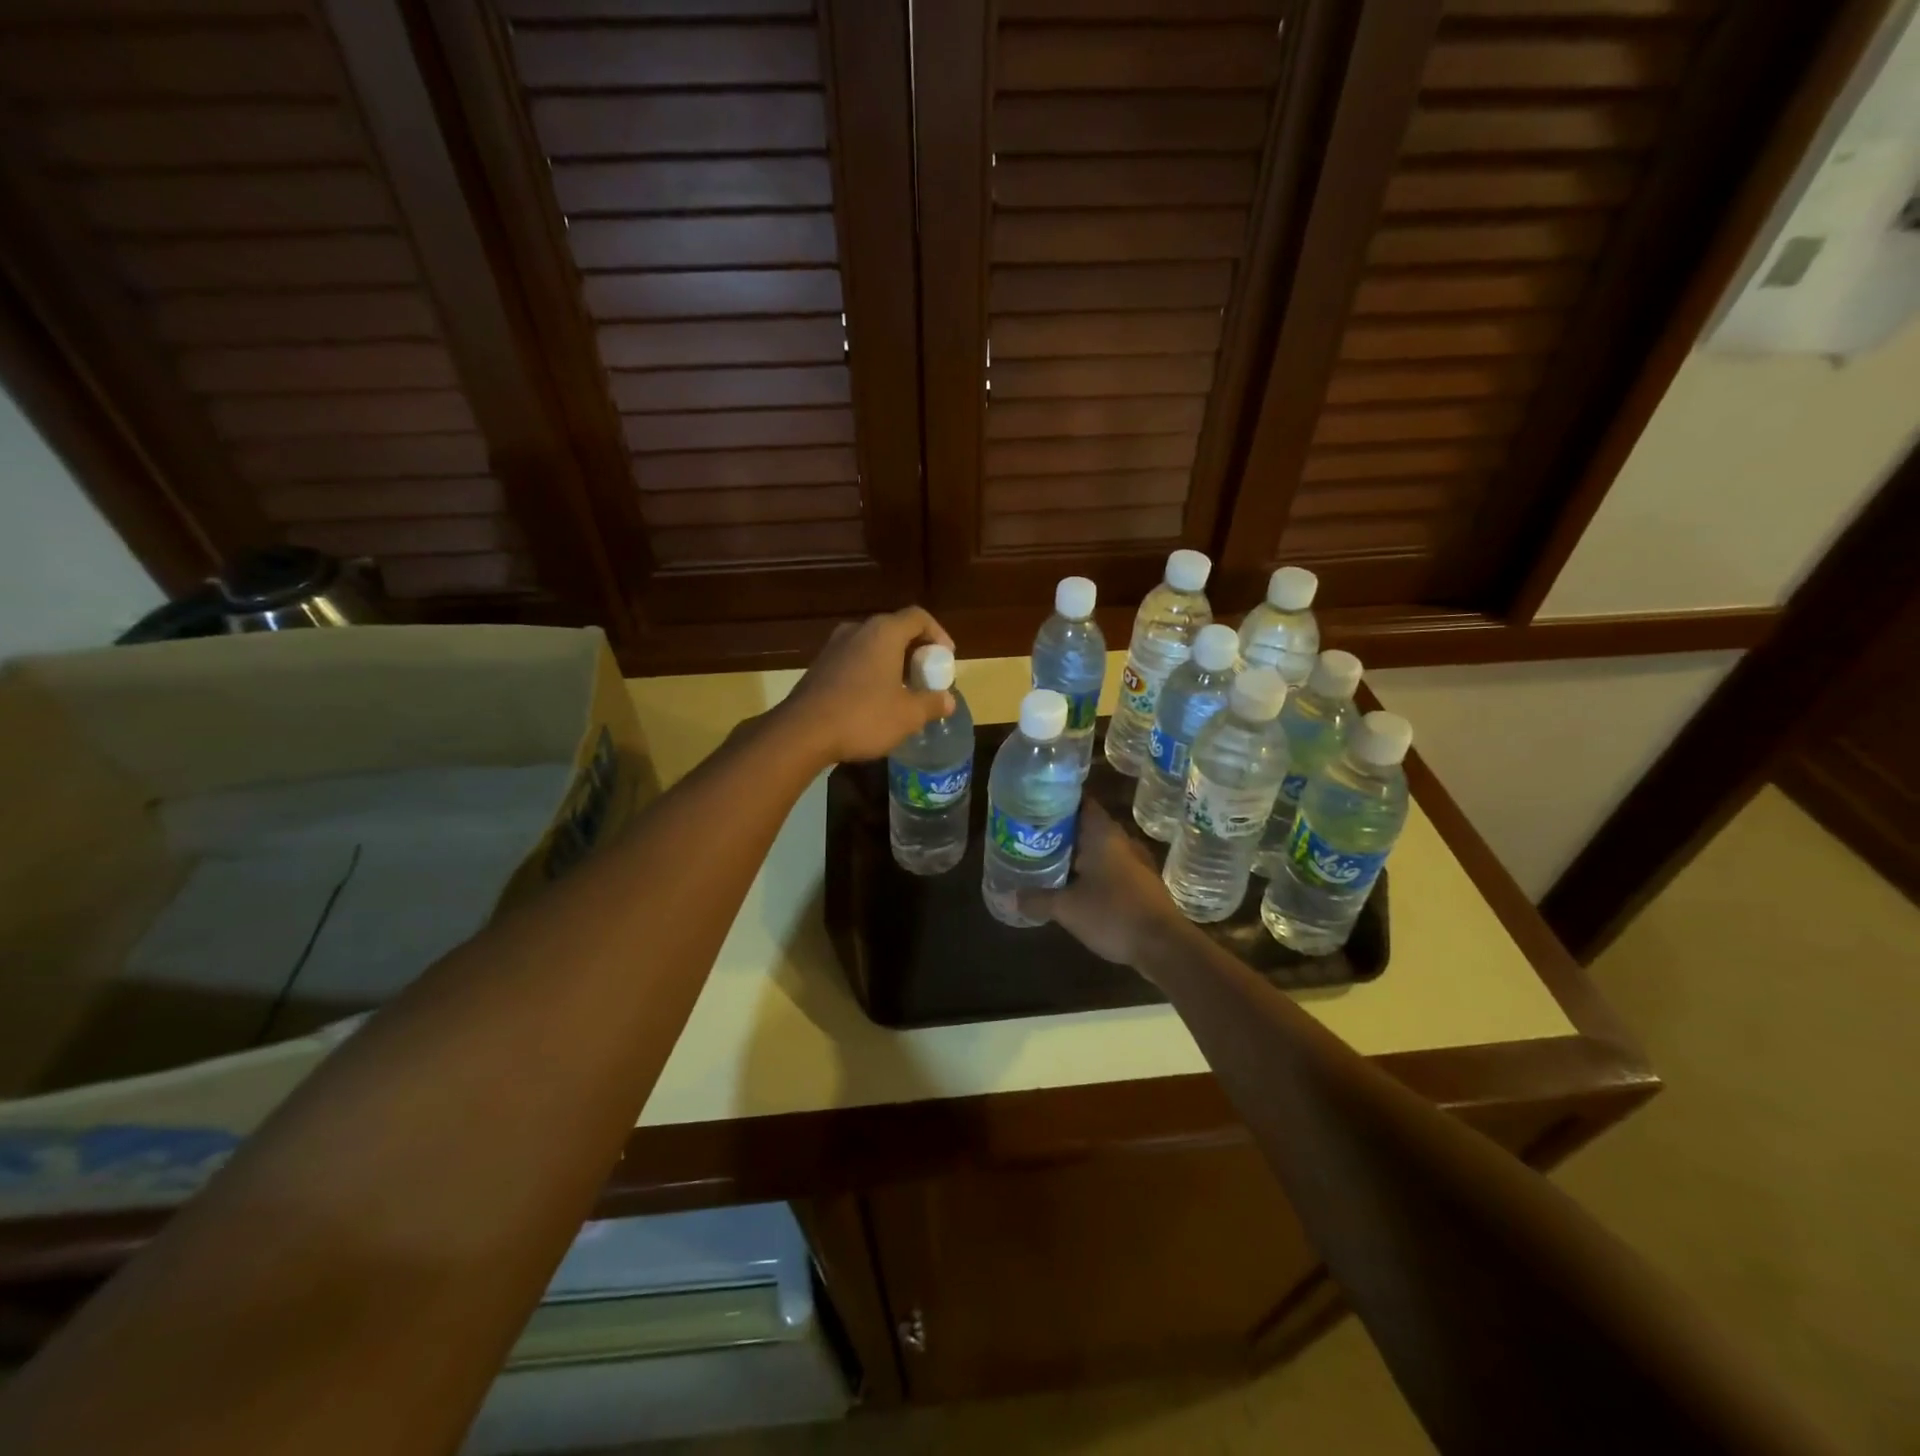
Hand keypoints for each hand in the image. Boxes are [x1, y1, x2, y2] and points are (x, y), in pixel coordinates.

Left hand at [780, 607, 956, 764]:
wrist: (802, 732)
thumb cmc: (863, 716)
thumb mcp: (908, 715)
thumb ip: (932, 703)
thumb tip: (948, 700)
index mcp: (884, 633)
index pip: (918, 617)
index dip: (938, 634)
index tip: (946, 658)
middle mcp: (857, 630)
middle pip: (895, 630)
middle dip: (915, 651)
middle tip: (927, 677)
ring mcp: (834, 647)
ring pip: (872, 646)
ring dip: (892, 663)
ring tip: (903, 690)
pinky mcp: (819, 666)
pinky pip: (854, 661)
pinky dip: (871, 672)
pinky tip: (874, 700)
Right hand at [1016, 803, 1195, 976]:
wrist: (1164, 946)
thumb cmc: (1113, 914)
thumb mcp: (1067, 908)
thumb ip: (1037, 899)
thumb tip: (1009, 897)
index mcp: (1102, 833)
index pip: (1079, 802)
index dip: (1057, 801)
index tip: (1033, 806)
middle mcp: (1120, 840)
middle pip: (1086, 825)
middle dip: (1061, 830)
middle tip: (1032, 836)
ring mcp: (1135, 861)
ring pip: (1099, 848)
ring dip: (1077, 853)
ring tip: (1047, 859)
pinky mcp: (1141, 882)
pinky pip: (1110, 867)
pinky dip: (1092, 871)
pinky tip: (1074, 885)